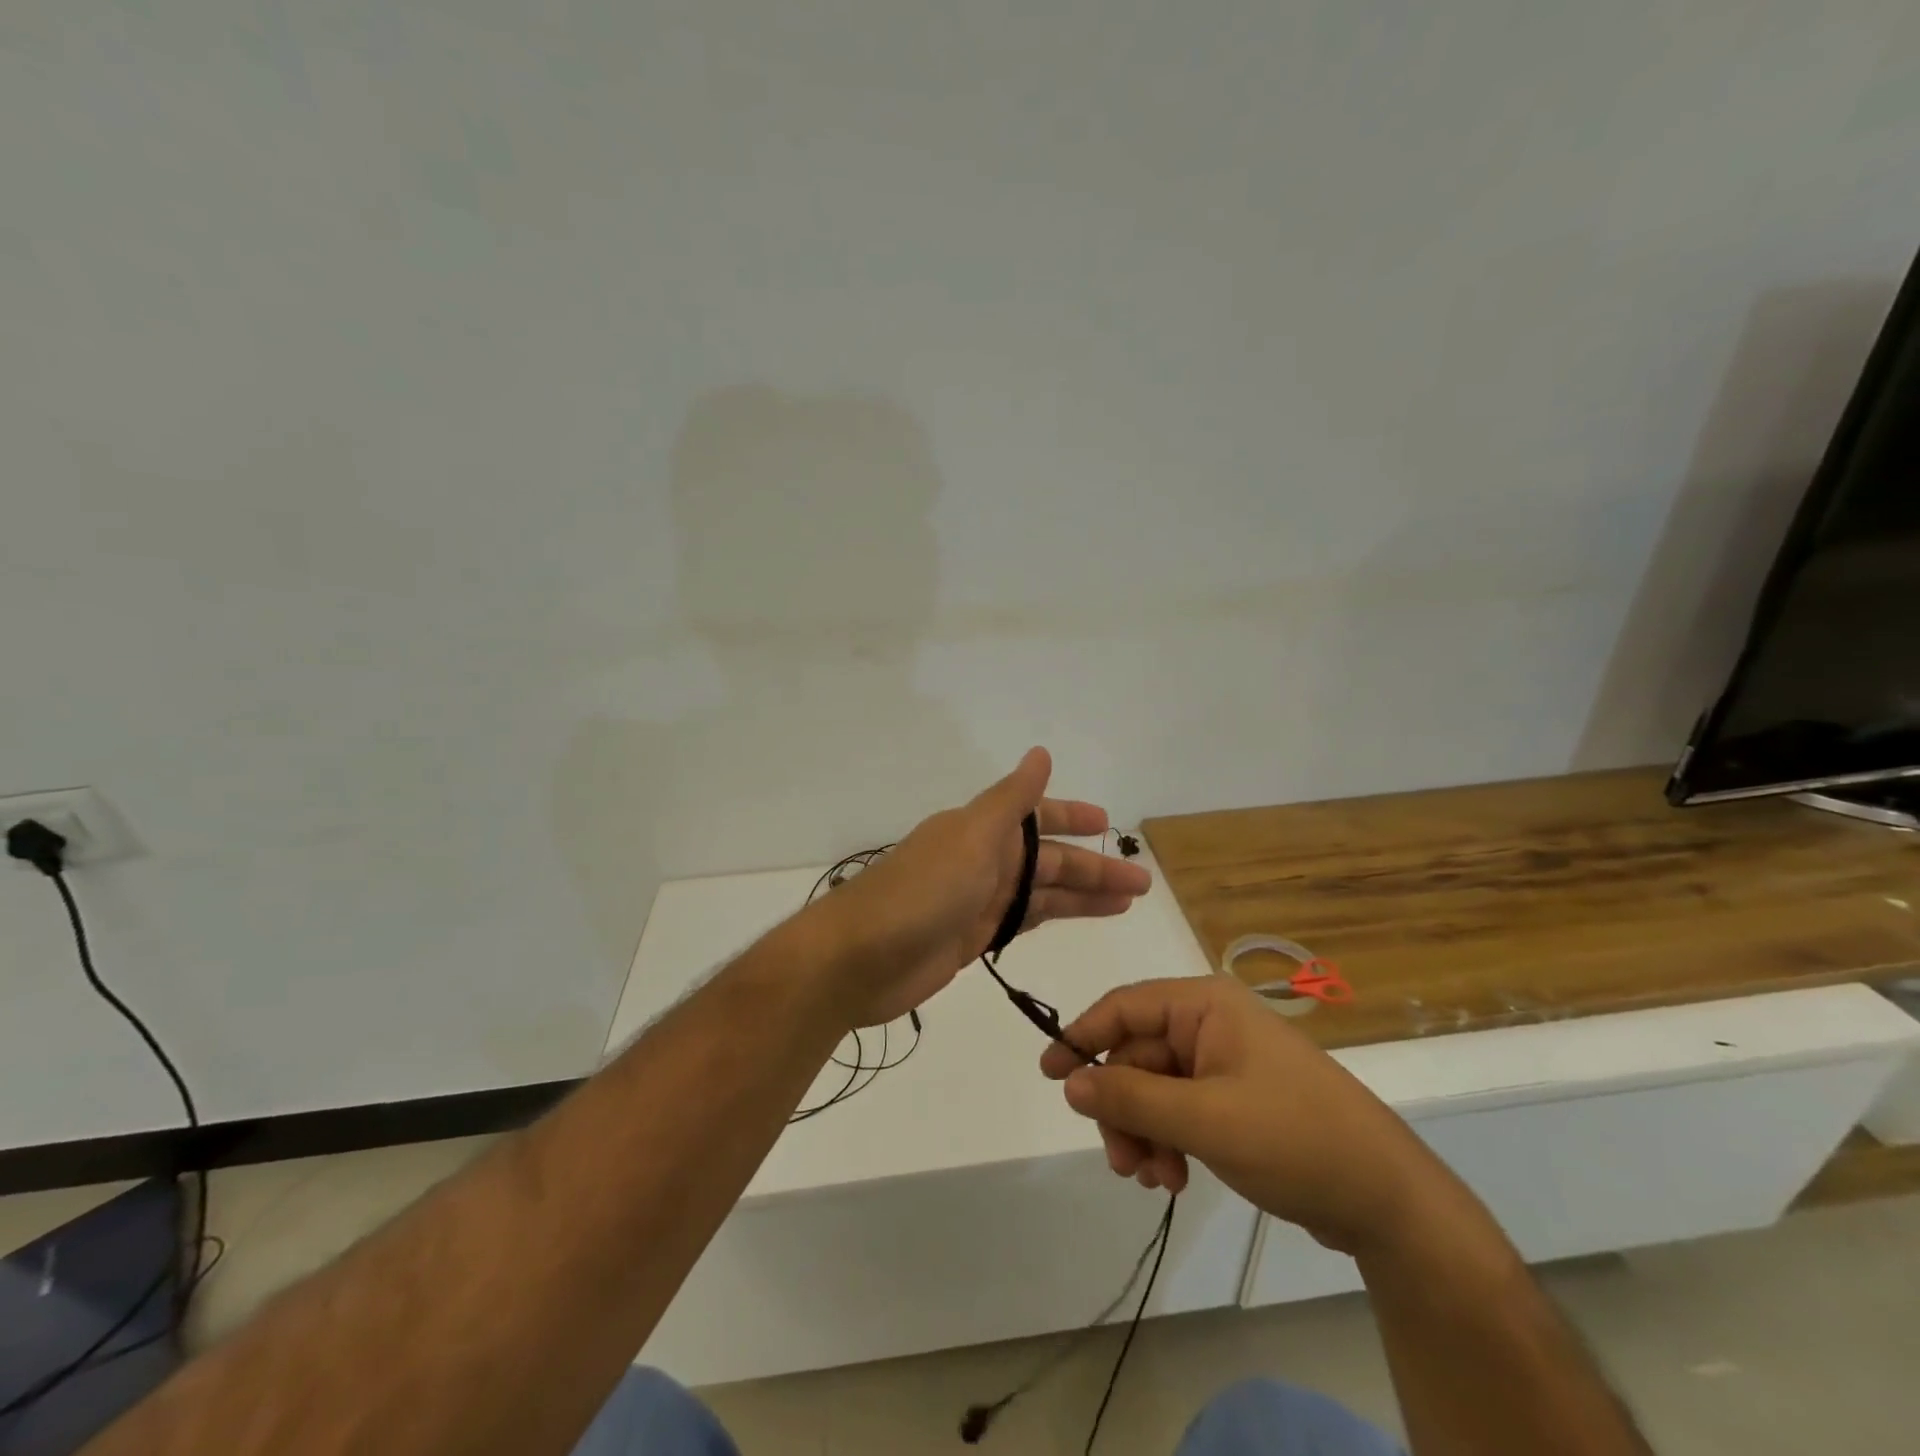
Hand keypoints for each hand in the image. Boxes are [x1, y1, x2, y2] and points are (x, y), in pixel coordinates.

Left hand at [817, 748, 1152, 1026]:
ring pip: (1041, 893)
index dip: (1072, 818)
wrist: (859, 957)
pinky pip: (1022, 922)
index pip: (1037, 817)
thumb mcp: (972, 836)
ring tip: (1127, 903)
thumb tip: (1040, 753)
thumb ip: (1011, 799)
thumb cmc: (920, 891)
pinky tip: (1076, 921)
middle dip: (1093, 869)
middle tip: (1142, 883)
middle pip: (1048, 860)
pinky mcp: (971, 938)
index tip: (1109, 825)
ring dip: (1081, 896)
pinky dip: (1050, 918)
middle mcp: (983, 861)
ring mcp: (977, 901)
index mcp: (982, 830)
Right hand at [1040, 976, 1445, 1255]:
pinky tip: (1175, 1180)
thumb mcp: (1205, 1119)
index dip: (1081, 1036)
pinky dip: (1168, 1142)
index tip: (1048, 1074)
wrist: (1387, 1200)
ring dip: (1144, 1132)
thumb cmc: (1294, 1137)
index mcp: (1205, 1005)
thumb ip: (1131, 1097)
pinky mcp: (1235, 1101)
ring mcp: (1224, 1064)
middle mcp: (1210, 1024)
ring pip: (1154, 1089)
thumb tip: (1068, 1080)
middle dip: (1122, 1108)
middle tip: (1120, 1160)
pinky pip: (1179, 1111)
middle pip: (1137, 1056)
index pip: (1124, 1006)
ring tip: (1153, 1179)